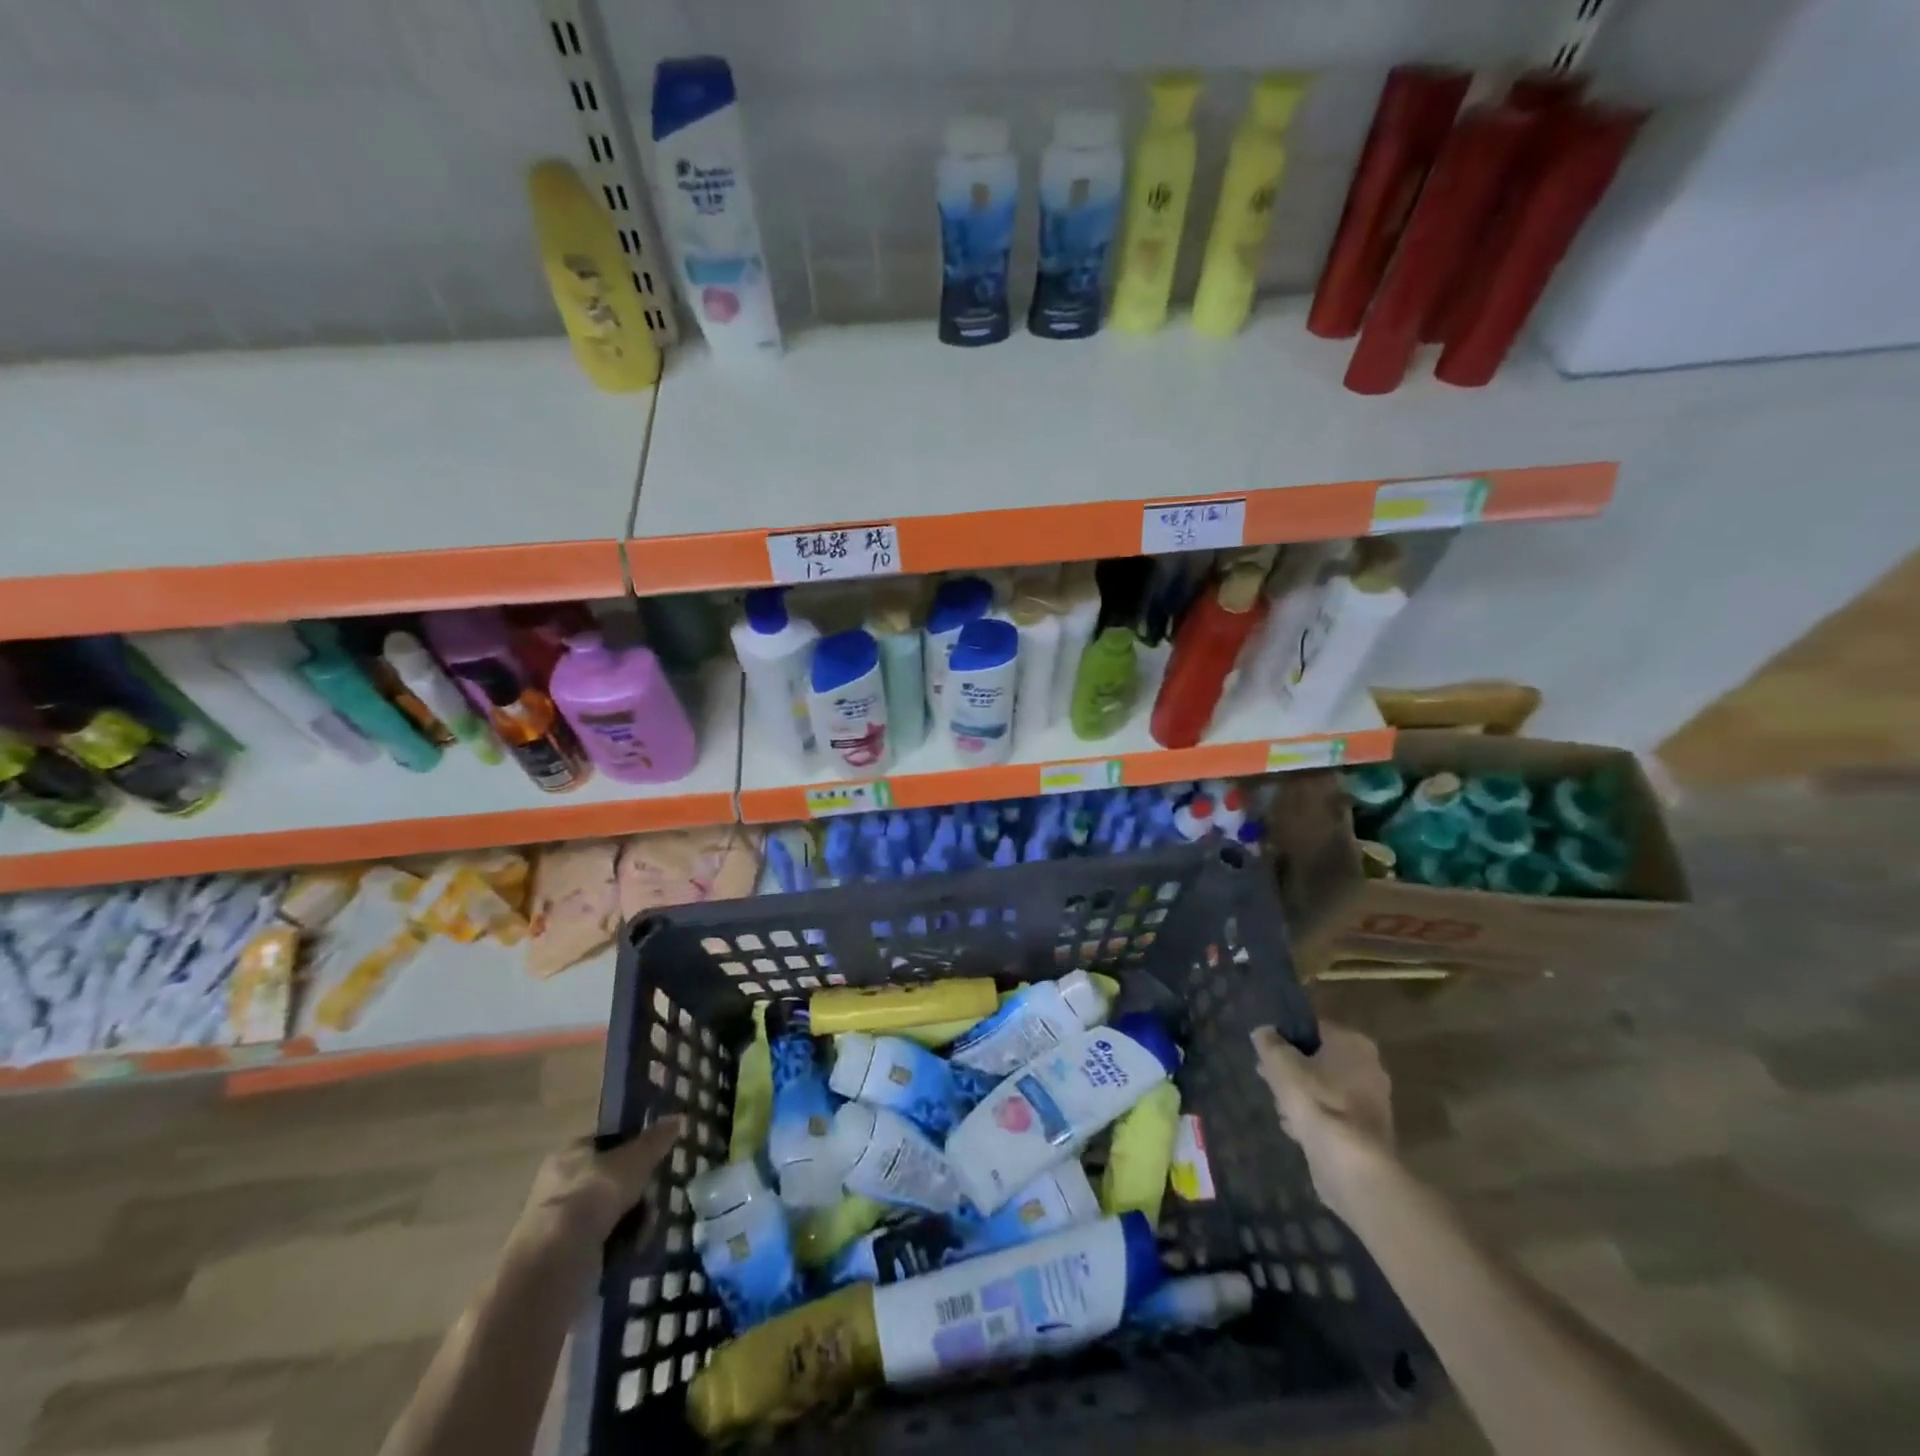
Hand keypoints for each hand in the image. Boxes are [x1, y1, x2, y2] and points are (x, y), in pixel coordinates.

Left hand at [512, 1116, 685, 1267]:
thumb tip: (678, 1117)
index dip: (632, 1149)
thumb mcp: (634, 1161)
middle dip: (637, 1191)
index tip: (654, 1161)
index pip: (606, 1142)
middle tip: (653, 1199)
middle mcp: (560, 1186)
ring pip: (610, 1213)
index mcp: (569, 1155)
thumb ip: (655, 1140)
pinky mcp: (565, 1257)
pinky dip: (621, 1244)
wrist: (556, 1262)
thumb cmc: (593, 1196)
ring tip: (647, 1228)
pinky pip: (603, 1242)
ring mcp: (560, 1224)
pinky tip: (634, 1248)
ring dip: (633, 1220)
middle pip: (611, 1181)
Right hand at [1252, 1024, 1393, 1222]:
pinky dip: (1315, 1119)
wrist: (1351, 1165)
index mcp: (1354, 1043)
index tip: (1266, 1051)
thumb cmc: (1316, 1101)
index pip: (1313, 1028)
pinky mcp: (1368, 1134)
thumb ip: (1269, 1042)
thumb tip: (1264, 1032)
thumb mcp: (1280, 1063)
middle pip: (1319, 1060)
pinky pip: (1333, 1115)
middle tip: (1267, 1078)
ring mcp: (1372, 1103)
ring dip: (1300, 1096)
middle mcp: (1370, 1068)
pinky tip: (1295, 1130)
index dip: (1285, 1036)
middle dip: (1291, 1070)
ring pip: (1324, 1089)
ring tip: (1280, 1108)